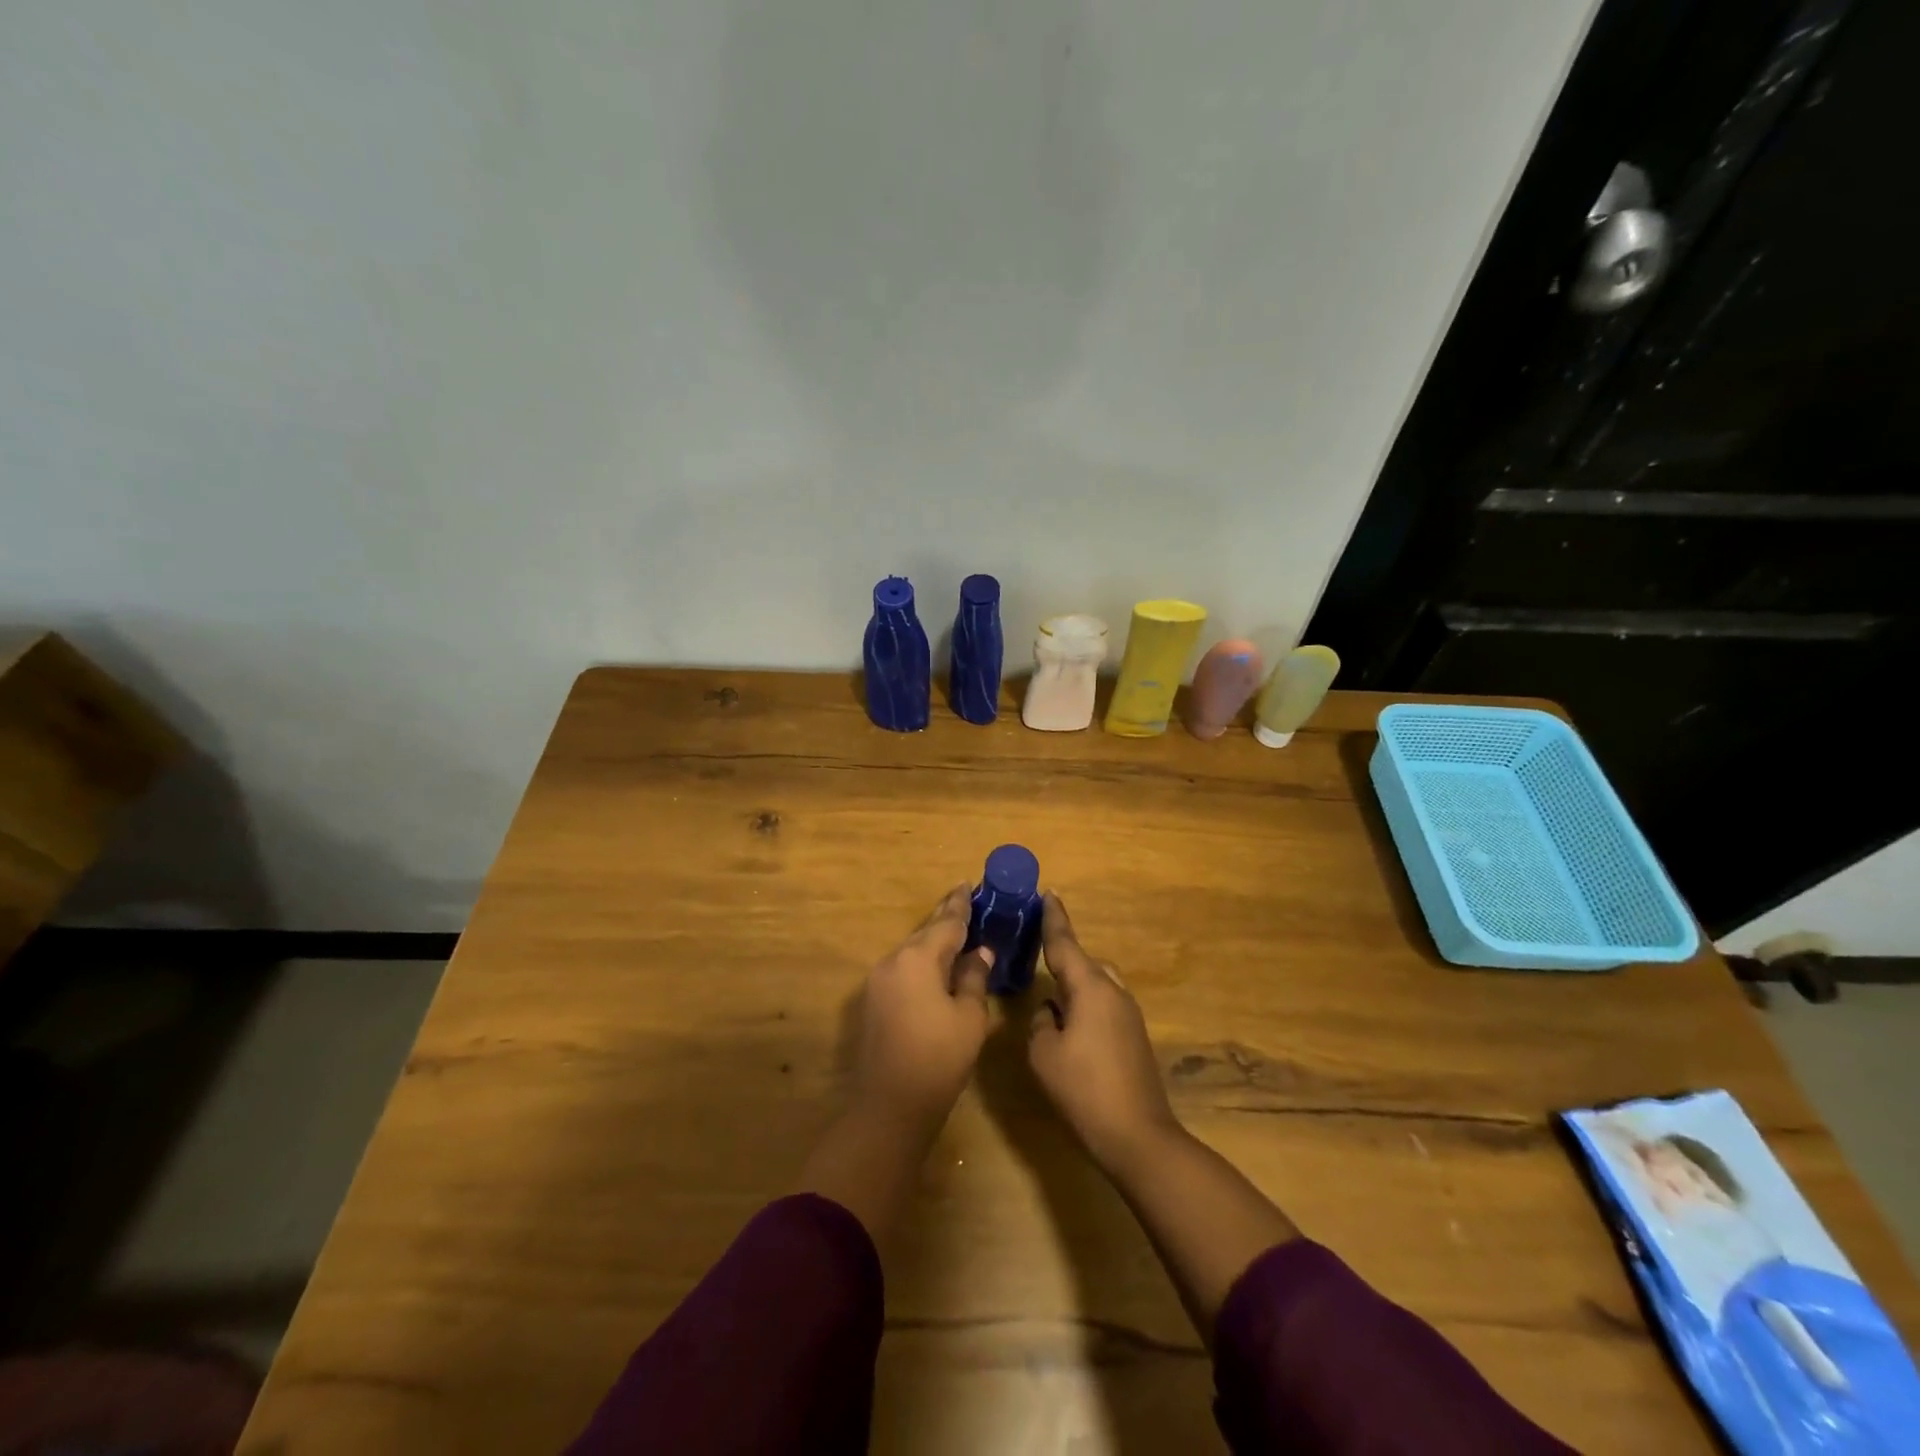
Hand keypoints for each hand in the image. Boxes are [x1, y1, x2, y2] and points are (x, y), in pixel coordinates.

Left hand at [852, 885, 995, 1133]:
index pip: (946, 923)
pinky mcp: (873, 1001)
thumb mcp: (969, 1017)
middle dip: (946, 919)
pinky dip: (922, 963)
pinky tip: (937, 969)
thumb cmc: (939, 1059)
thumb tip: (980, 953)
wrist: (890, 1106)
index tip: (967, 885)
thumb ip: (974, 978)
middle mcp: (893, 961)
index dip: (960, 905)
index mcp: (918, 959)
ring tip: (957, 935)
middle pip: (925, 933)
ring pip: (912, 951)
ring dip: (933, 943)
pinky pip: (902, 970)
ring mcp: (878, 981)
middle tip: (965, 902)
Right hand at [1028, 894, 1181, 1171]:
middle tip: (1037, 957)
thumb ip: (1042, 1022)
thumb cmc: (1084, 1089)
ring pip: (1098, 984)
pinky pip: (1106, 1004)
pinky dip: (1087, 1004)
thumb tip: (1051, 1011)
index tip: (1049, 892)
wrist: (1139, 1136)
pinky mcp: (1135, 1037)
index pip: (1065, 943)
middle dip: (1063, 957)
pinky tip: (1071, 1027)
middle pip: (1085, 962)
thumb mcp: (1044, 1054)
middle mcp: (1114, 992)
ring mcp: (1129, 1015)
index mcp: (1090, 988)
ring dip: (1076, 985)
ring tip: (1051, 997)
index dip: (1054, 918)